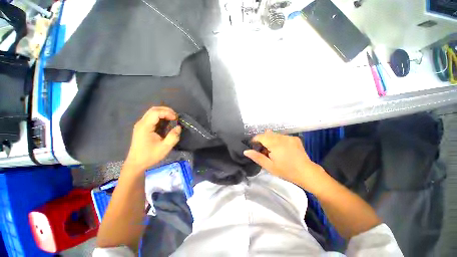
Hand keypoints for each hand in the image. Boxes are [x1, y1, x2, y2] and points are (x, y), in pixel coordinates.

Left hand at [124, 106, 180, 171]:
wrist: (136, 163)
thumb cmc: (150, 156)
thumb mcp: (165, 148)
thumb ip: (173, 137)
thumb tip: (178, 127)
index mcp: (145, 127)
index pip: (156, 112)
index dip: (167, 113)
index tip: (176, 119)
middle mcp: (141, 123)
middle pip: (154, 110)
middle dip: (166, 111)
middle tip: (176, 117)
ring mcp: (141, 125)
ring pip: (152, 112)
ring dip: (164, 113)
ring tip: (173, 119)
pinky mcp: (142, 127)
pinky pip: (152, 117)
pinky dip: (161, 117)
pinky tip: (167, 122)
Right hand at [244, 131, 324, 189]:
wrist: (306, 173)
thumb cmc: (286, 171)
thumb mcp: (269, 166)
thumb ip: (257, 157)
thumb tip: (245, 151)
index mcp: (275, 143)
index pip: (260, 136)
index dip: (254, 141)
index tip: (254, 148)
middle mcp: (282, 137)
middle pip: (266, 134)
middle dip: (262, 141)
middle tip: (264, 152)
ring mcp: (289, 137)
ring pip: (274, 135)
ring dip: (270, 141)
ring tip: (272, 151)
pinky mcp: (294, 138)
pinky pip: (281, 136)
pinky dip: (277, 141)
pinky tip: (280, 149)